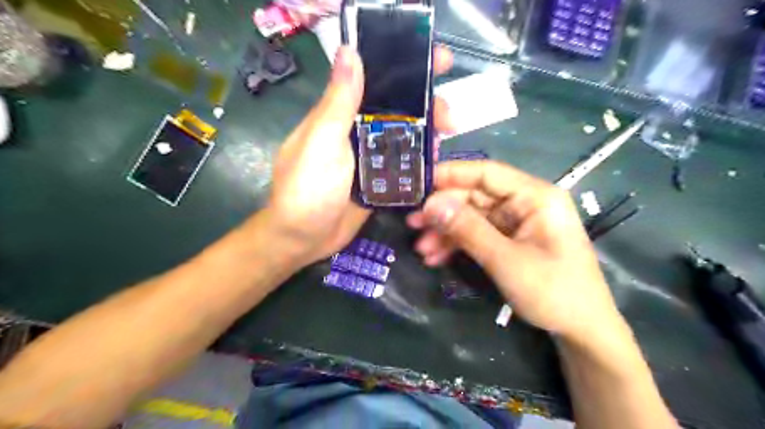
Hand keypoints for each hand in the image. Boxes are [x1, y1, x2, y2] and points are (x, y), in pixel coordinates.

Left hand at [267, 47, 452, 267]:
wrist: (303, 239)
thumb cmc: (307, 190)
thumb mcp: (321, 143)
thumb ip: (338, 102)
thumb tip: (349, 50)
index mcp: (340, 115)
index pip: (376, 81)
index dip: (407, 67)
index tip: (440, 61)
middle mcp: (356, 132)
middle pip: (397, 110)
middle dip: (426, 106)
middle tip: (449, 117)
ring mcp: (368, 158)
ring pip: (404, 136)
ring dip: (427, 132)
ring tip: (448, 137)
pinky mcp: (377, 181)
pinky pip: (403, 164)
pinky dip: (420, 159)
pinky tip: (437, 159)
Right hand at [405, 162, 619, 341]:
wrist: (582, 331)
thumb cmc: (554, 292)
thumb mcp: (506, 260)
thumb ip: (468, 230)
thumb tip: (430, 205)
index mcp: (535, 196)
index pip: (486, 172)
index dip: (450, 175)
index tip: (418, 184)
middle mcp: (525, 202)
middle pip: (475, 196)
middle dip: (444, 211)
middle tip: (412, 224)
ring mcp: (517, 222)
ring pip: (473, 217)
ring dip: (446, 231)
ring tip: (421, 249)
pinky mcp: (510, 239)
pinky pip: (478, 234)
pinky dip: (457, 244)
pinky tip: (436, 257)